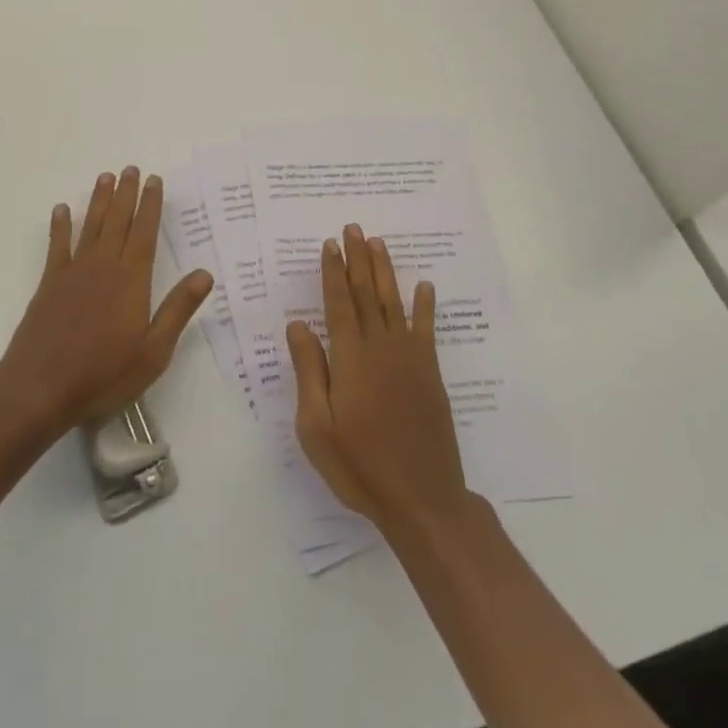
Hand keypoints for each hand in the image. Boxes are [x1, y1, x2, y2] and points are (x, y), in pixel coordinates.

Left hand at [0, 167, 213, 435]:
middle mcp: (104, 267)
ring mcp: (73, 273)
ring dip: (98, 201)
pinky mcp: (49, 285)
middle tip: (131, 169)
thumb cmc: (104, 374)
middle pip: (118, 221)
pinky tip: (61, 210)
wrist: (40, 388)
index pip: (145, 232)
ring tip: (105, 177)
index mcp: (132, 280)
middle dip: (126, 193)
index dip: (151, 205)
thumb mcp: (153, 351)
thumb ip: (178, 309)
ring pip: (90, 227)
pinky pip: (57, 246)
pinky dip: (60, 226)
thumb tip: (205, 273)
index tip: (154, 180)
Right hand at [287, 224, 471, 535]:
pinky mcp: (429, 374)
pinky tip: (425, 286)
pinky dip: (425, 306)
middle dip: (358, 259)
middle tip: (354, 228)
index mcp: (350, 358)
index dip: (333, 272)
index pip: (338, 303)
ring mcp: (409, 358)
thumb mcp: (316, 426)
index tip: (330, 244)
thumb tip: (298, 324)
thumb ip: (309, 371)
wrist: (421, 499)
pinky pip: (426, 330)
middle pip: (366, 293)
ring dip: (385, 271)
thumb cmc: (359, 465)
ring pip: (394, 303)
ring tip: (379, 243)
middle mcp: (380, 347)